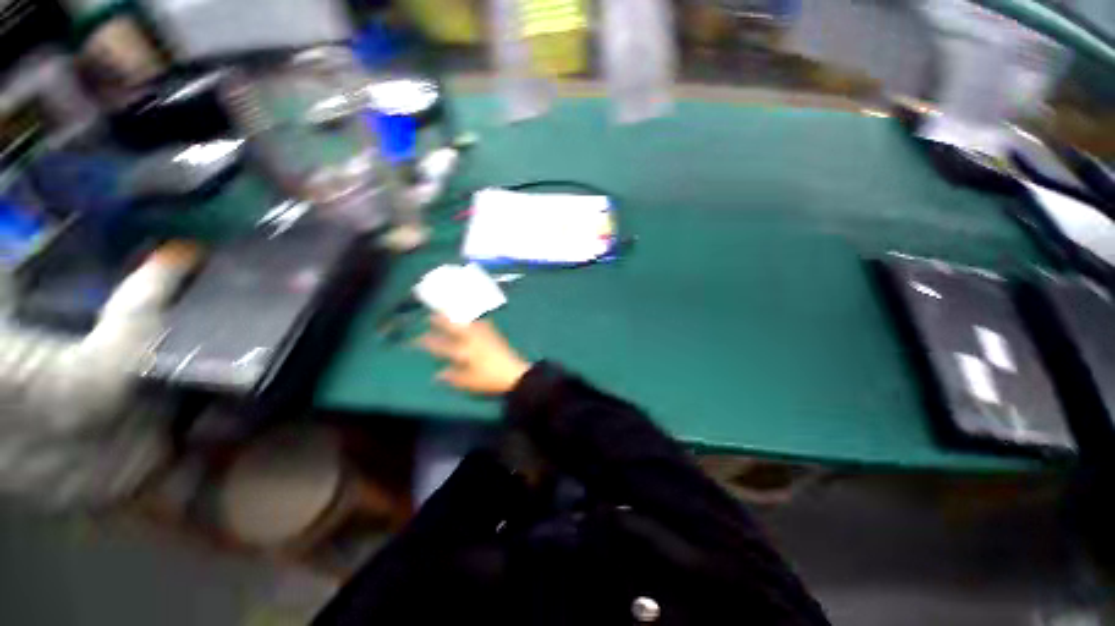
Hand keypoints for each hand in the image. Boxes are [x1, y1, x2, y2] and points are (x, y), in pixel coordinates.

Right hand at [417, 314, 530, 395]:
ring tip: (447, 312)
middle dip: (441, 320)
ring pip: (466, 322)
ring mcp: (484, 335)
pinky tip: (471, 321)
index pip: (440, 345)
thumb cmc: (490, 381)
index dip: (427, 342)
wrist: (517, 375)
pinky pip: (479, 323)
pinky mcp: (494, 335)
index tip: (415, 339)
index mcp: (464, 350)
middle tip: (430, 315)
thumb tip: (436, 374)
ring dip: (455, 317)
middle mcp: (472, 338)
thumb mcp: (468, 382)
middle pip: (454, 326)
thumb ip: (451, 377)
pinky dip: (471, 321)